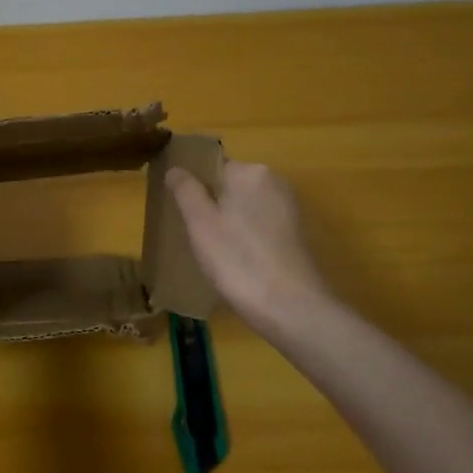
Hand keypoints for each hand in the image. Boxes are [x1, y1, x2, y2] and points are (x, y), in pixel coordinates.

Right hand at [167, 161, 331, 331]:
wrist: (291, 308)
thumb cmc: (238, 259)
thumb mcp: (200, 222)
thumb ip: (185, 189)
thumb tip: (176, 168)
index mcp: (250, 172)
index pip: (211, 165)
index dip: (191, 185)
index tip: (178, 209)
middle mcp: (274, 181)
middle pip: (229, 184)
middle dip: (210, 203)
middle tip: (191, 233)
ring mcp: (288, 208)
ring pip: (244, 206)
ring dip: (226, 221)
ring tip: (210, 250)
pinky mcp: (295, 234)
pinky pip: (259, 224)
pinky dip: (244, 236)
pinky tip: (235, 260)